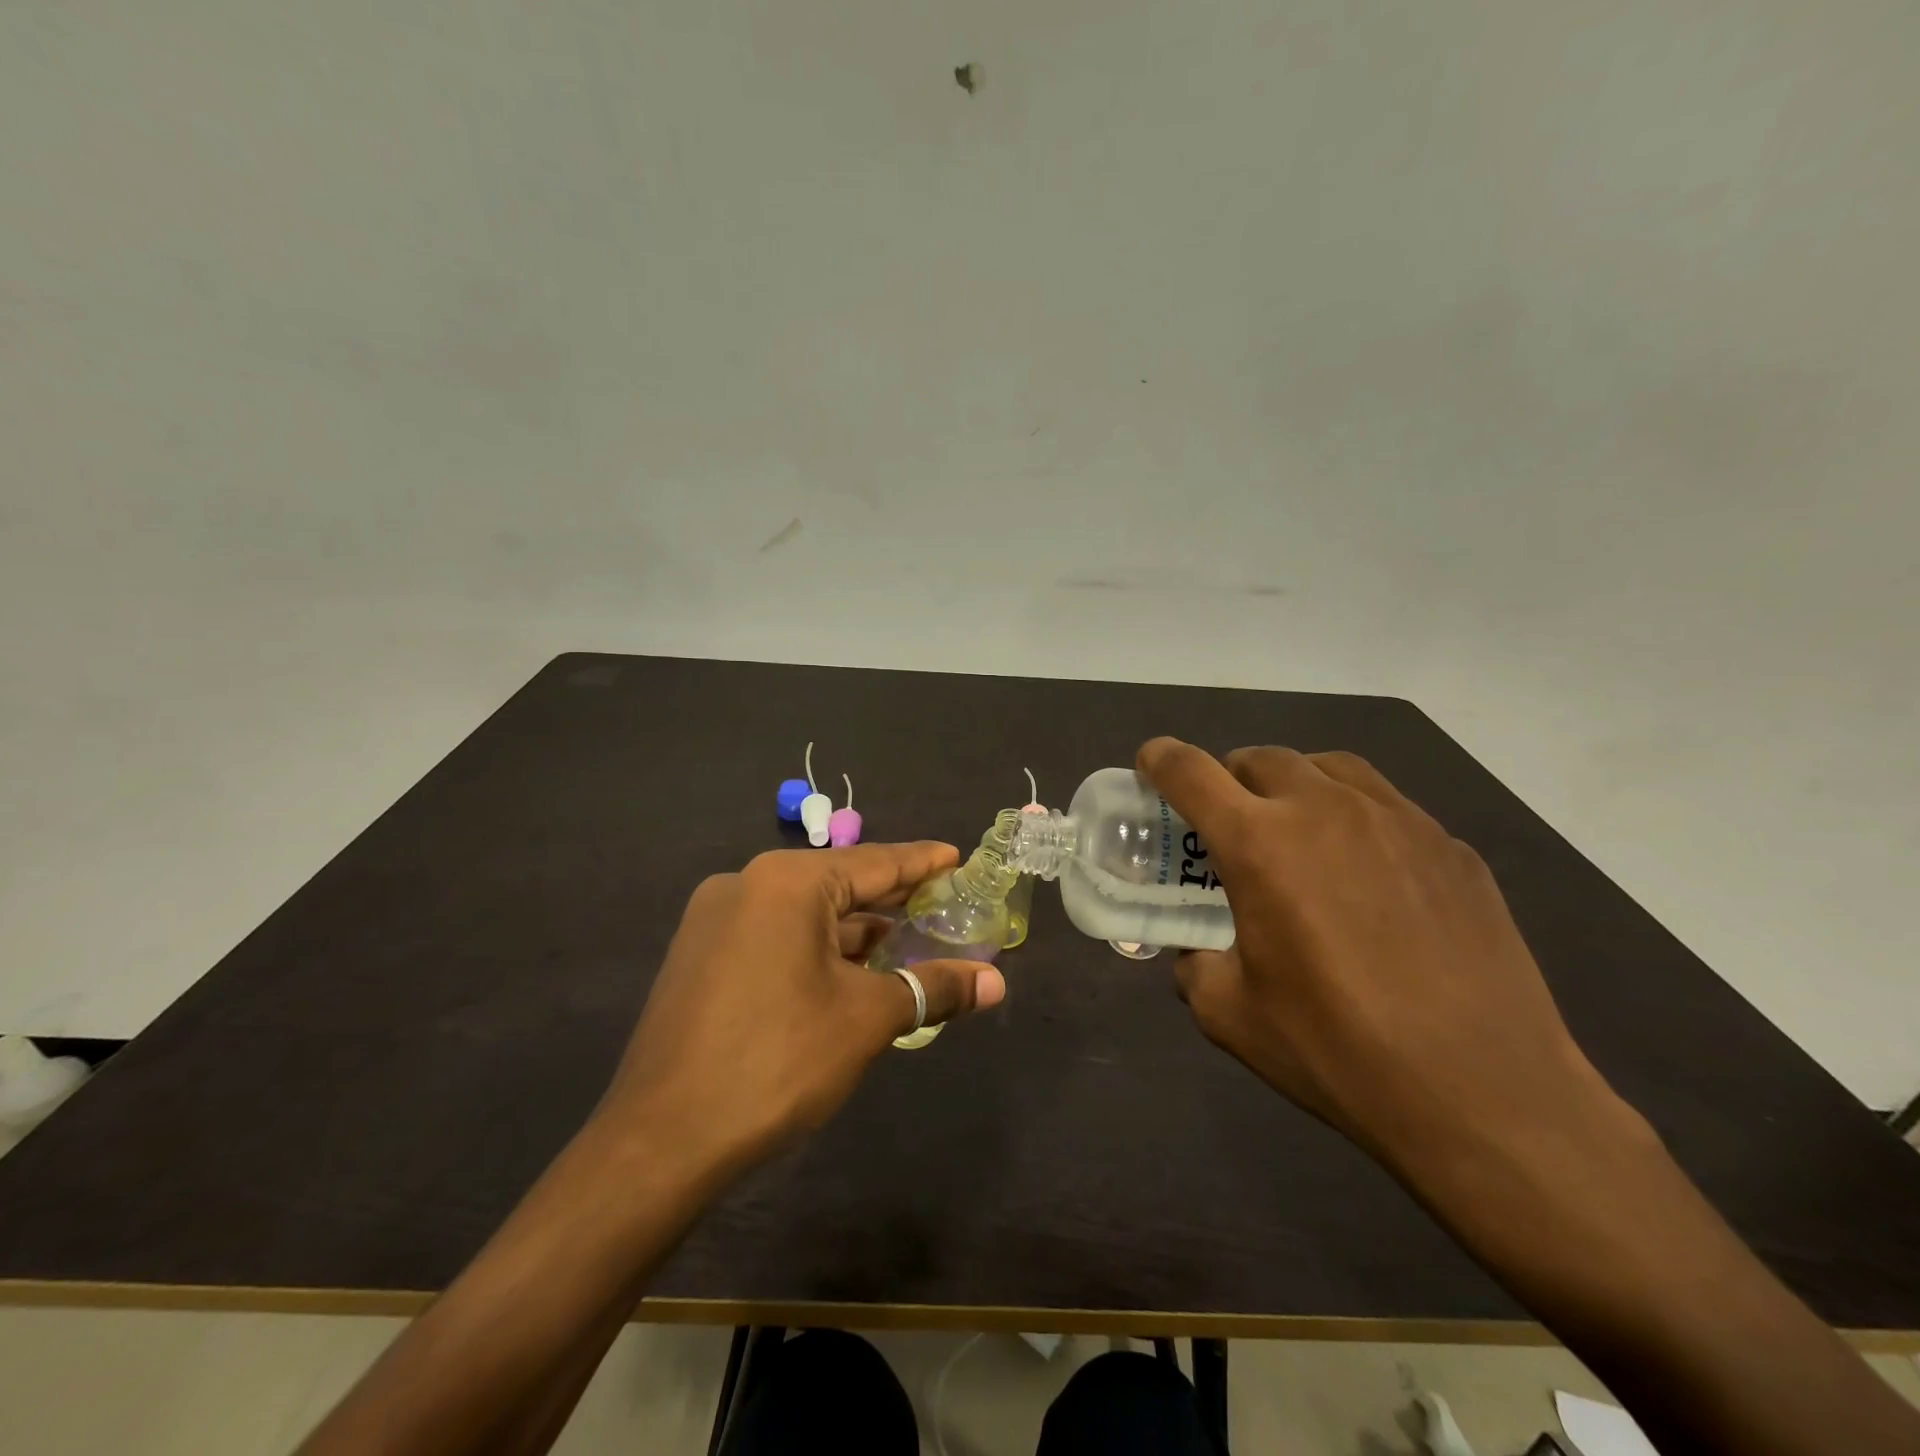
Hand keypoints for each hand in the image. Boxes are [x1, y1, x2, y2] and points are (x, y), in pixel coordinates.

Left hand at [598, 843, 1006, 1171]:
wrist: (660, 1142)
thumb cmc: (777, 1060)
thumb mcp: (866, 1019)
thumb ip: (933, 988)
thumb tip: (996, 983)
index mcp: (787, 882)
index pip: (874, 862)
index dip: (922, 863)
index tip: (958, 856)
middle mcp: (746, 885)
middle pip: (838, 884)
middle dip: (891, 899)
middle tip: (942, 902)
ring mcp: (715, 921)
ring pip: (804, 914)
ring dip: (854, 931)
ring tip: (904, 942)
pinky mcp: (700, 957)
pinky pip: (774, 936)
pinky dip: (816, 949)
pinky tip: (847, 972)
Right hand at [1136, 739, 1627, 1178]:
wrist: (1487, 1096)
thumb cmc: (1338, 1051)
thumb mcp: (1230, 1015)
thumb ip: (1196, 965)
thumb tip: (1200, 952)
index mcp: (1260, 844)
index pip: (1190, 772)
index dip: (1160, 761)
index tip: (1151, 768)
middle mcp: (1325, 810)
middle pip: (1260, 758)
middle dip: (1230, 778)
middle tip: (1230, 822)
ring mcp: (1398, 820)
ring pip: (1328, 767)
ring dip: (1294, 784)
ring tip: (1296, 830)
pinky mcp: (1451, 846)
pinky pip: (1387, 805)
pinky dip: (1354, 816)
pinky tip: (1367, 874)